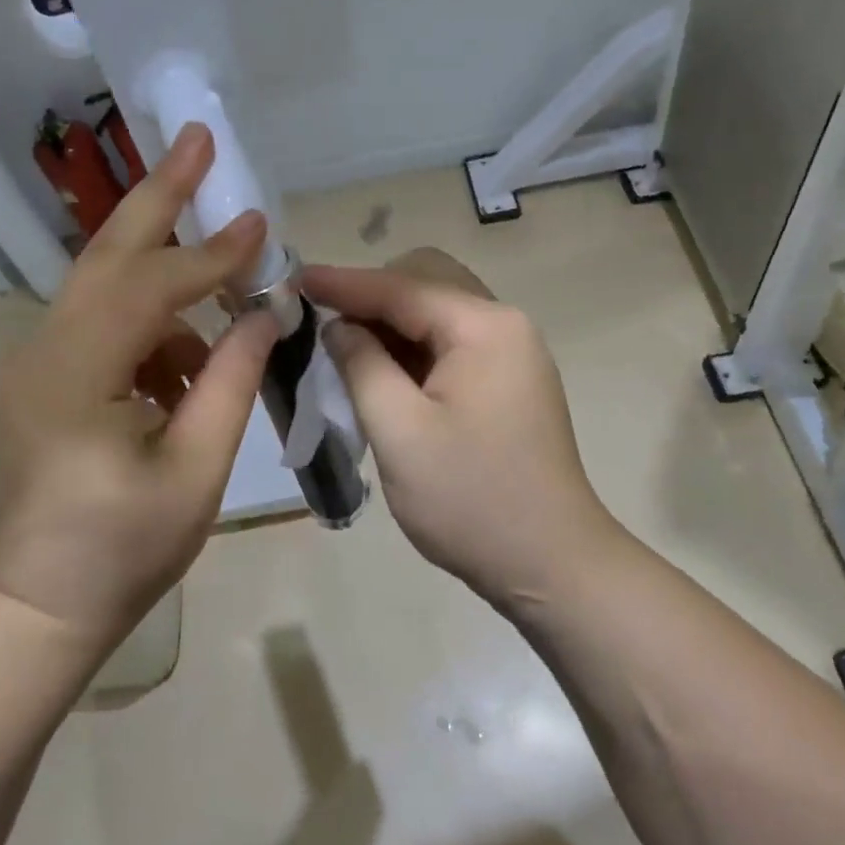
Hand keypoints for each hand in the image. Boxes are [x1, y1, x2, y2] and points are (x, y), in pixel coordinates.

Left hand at [0, 123, 278, 647]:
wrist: (38, 604)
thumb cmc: (122, 549)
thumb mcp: (196, 469)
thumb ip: (233, 381)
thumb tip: (265, 314)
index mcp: (75, 375)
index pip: (151, 288)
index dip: (212, 256)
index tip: (262, 225)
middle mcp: (44, 350)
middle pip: (107, 252)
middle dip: (159, 195)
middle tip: (199, 141)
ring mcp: (38, 360)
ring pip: (105, 282)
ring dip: (168, 272)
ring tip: (226, 287)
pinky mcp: (46, 375)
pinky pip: (106, 323)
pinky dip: (155, 325)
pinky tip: (190, 365)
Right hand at [302, 249, 618, 609]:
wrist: (551, 565)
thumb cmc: (471, 500)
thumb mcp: (400, 432)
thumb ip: (362, 365)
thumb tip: (339, 325)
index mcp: (484, 328)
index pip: (402, 287)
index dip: (343, 282)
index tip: (293, 279)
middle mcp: (505, 326)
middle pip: (426, 284)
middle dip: (372, 297)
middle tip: (323, 324)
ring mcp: (512, 355)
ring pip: (437, 314)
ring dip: (391, 325)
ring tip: (343, 350)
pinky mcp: (508, 382)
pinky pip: (451, 345)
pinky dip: (413, 350)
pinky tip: (383, 374)